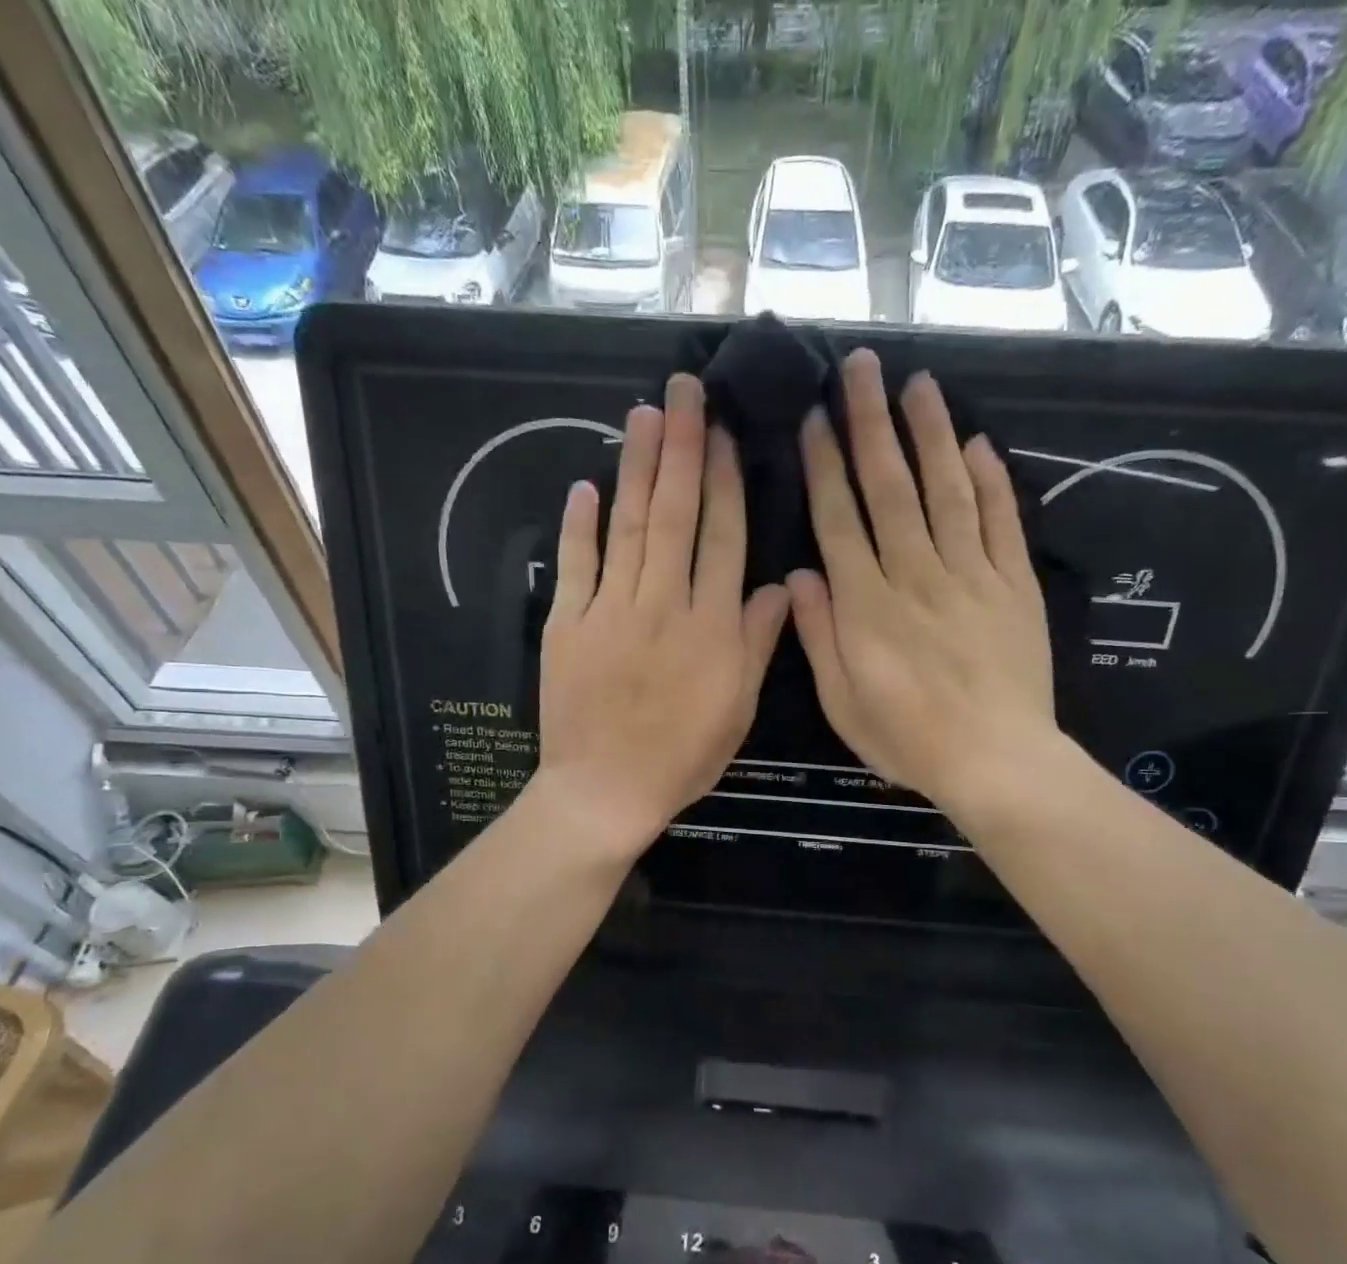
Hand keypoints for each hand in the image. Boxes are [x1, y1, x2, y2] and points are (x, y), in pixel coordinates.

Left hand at [536, 373, 789, 857]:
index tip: (723, 433)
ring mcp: (610, 611)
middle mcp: (663, 604)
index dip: (724, 482)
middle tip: (683, 389)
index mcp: (711, 626)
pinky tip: (586, 485)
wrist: (606, 790)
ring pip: (628, 527)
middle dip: (681, 448)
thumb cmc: (681, 756)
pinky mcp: (567, 625)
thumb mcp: (737, 709)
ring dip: (636, 468)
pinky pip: (575, 566)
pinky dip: (579, 526)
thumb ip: (757, 644)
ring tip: (643, 415)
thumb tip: (779, 587)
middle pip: (675, 515)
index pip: (722, 538)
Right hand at [787, 350, 1062, 821]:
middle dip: (872, 424)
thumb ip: (819, 636)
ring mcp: (972, 576)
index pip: (840, 520)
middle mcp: (917, 575)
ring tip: (919, 384)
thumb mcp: (843, 702)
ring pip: (948, 491)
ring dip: (932, 435)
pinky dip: (993, 482)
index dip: (826, 466)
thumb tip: (802, 574)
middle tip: (861, 368)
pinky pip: (1004, 524)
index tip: (815, 418)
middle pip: (891, 488)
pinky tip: (980, 444)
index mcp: (868, 605)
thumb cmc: (909, 739)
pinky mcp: (1015, 586)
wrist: (996, 761)